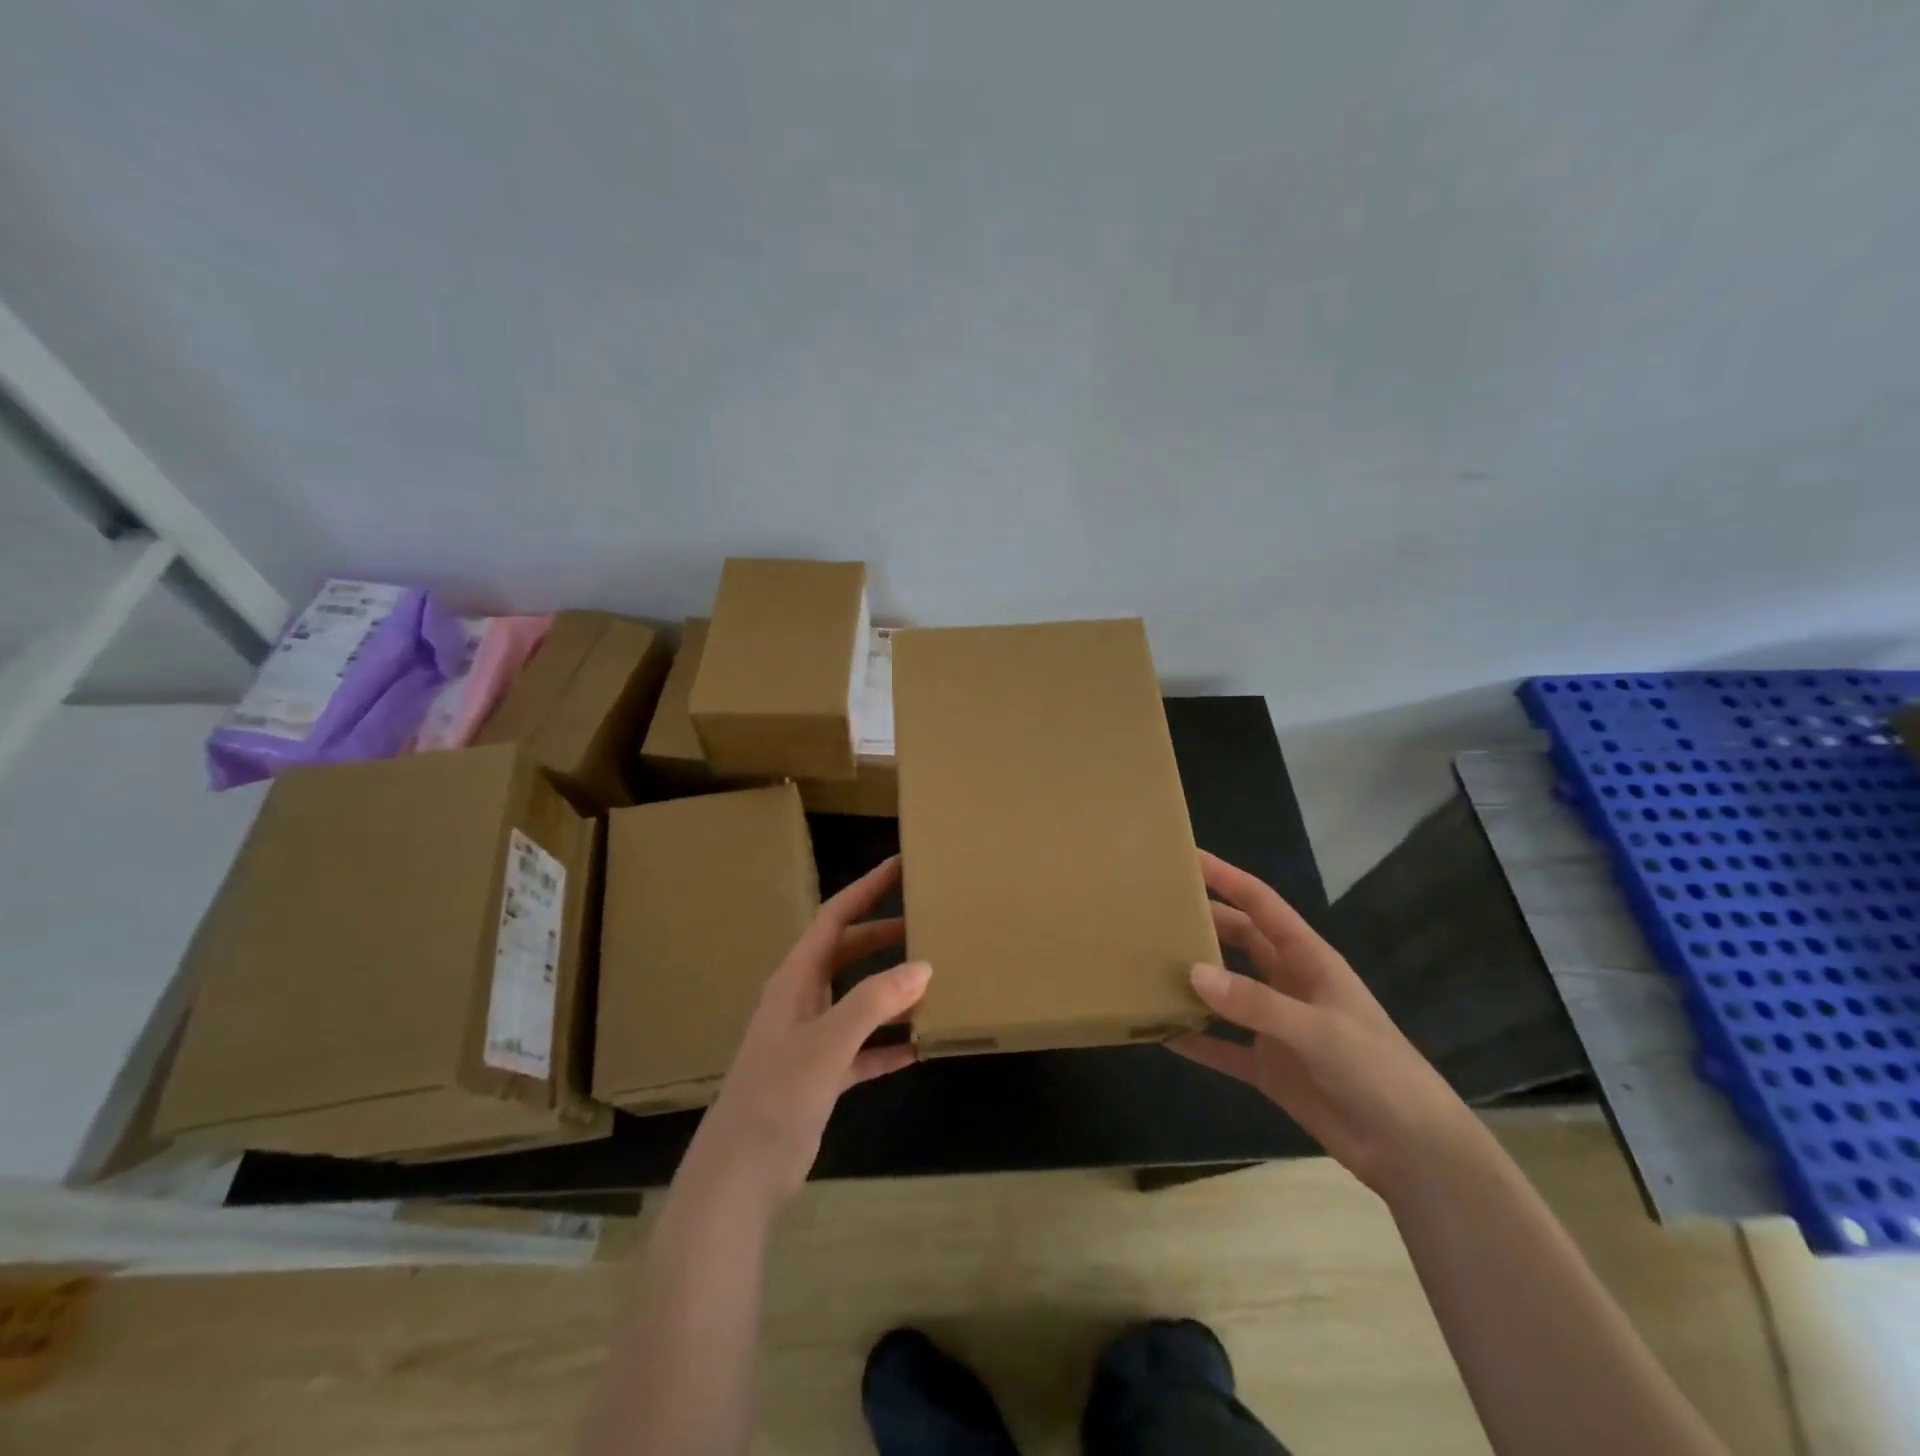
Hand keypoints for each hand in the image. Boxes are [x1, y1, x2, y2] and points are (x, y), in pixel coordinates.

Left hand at [684, 856, 929, 1205]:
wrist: (740, 1174)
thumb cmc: (777, 1095)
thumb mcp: (827, 1043)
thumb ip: (873, 1002)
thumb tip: (922, 965)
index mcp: (795, 979)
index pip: (834, 918)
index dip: (865, 889)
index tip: (899, 866)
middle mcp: (802, 1000)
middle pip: (848, 953)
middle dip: (884, 936)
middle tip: (927, 923)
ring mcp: (811, 1038)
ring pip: (858, 1000)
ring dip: (891, 990)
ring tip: (934, 979)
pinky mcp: (821, 1075)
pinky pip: (862, 1048)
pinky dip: (888, 1043)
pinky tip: (919, 1047)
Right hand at [1170, 851, 1480, 1198]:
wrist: (1413, 1151)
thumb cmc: (1378, 1072)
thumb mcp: (1320, 1031)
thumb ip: (1257, 1003)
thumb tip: (1193, 972)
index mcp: (1309, 960)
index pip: (1261, 906)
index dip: (1226, 878)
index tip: (1187, 858)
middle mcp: (1288, 985)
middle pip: (1238, 941)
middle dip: (1203, 923)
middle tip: (1155, 912)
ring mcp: (1277, 1027)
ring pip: (1225, 991)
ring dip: (1194, 981)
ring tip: (1148, 965)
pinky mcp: (1269, 1067)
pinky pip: (1223, 1047)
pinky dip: (1195, 1041)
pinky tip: (1161, 1034)